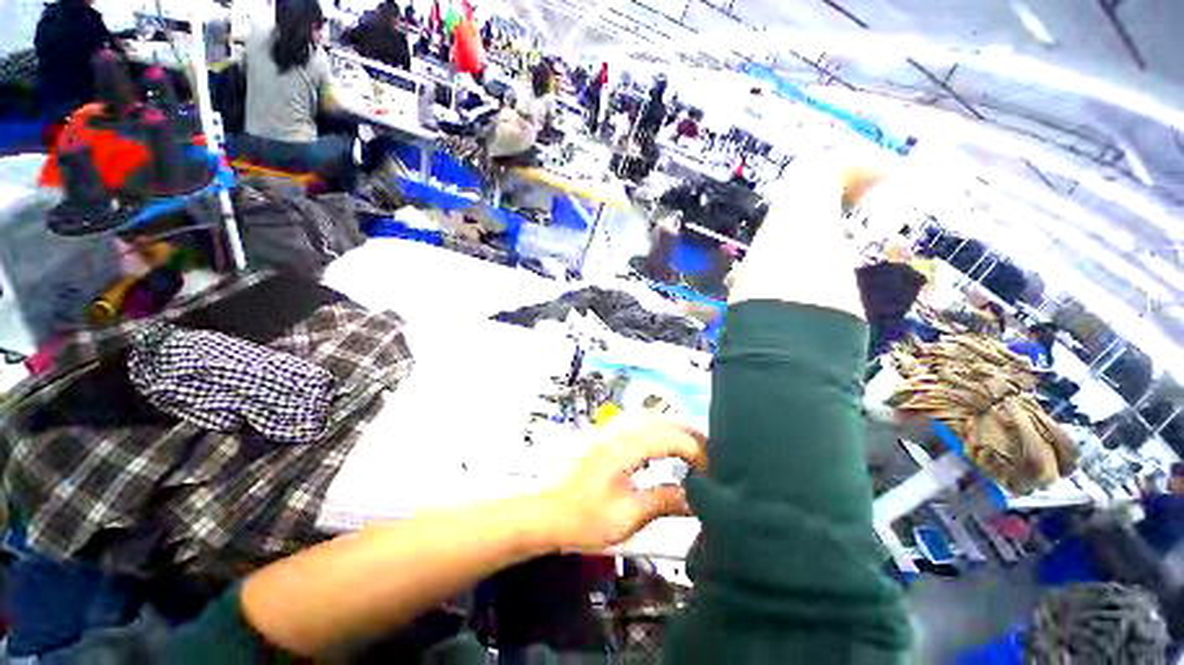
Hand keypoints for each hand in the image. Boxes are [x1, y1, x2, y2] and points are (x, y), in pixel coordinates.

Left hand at [542, 417, 706, 553]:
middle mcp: (618, 432)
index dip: (695, 450)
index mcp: (623, 449)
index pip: (668, 437)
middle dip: (690, 433)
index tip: (711, 471)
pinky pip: (639, 422)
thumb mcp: (626, 517)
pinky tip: (665, 444)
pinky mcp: (606, 435)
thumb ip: (662, 502)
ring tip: (693, 448)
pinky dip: (660, 429)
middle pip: (661, 419)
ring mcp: (610, 430)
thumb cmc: (582, 518)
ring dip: (675, 428)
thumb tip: (695, 498)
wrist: (548, 512)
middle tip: (710, 455)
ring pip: (650, 416)